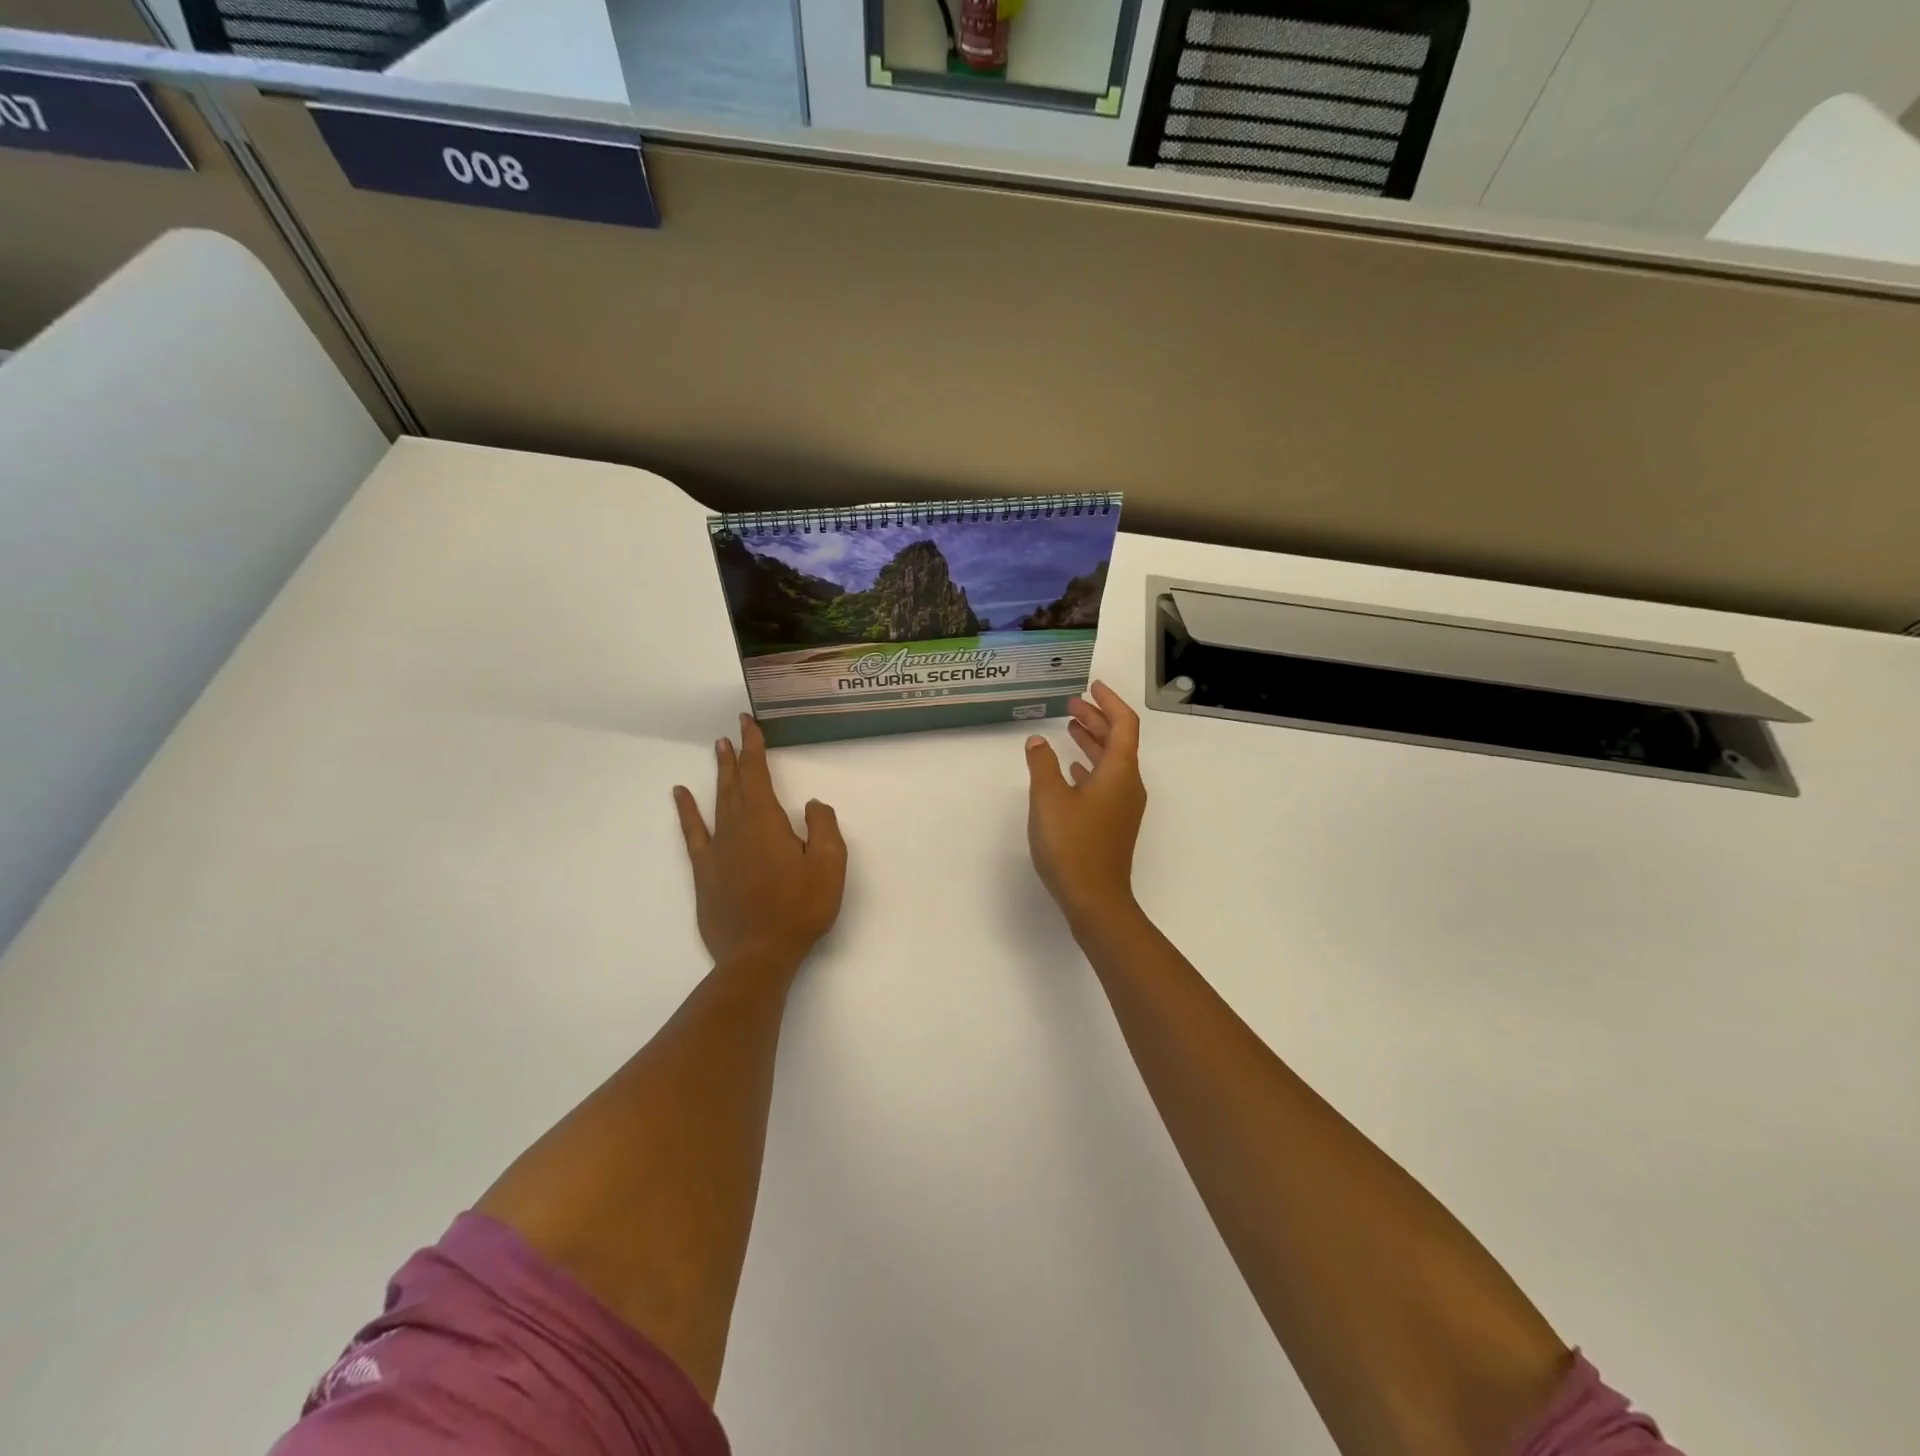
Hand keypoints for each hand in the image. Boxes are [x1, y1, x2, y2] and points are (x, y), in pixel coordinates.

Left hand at [673, 715, 847, 970]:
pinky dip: (686, 811)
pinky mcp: (705, 872)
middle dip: (735, 756)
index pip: (757, 774)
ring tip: (717, 751)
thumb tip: (810, 804)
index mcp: (766, 822)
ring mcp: (717, 850)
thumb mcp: (830, 866)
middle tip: (732, 732)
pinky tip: (680, 795)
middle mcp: (737, 828)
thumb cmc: (800, 909)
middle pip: (735, 783)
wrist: (759, 954)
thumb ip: (823, 827)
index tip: (748, 724)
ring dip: (718, 775)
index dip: (753, 747)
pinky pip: (693, 832)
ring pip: (717, 802)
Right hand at [1023, 682, 1146, 930]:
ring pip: (1110, 762)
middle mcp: (1128, 784)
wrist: (1096, 900)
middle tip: (1071, 703)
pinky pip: (1105, 782)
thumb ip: (1042, 764)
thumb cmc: (1073, 845)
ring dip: (1091, 742)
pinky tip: (1070, 769)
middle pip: (1118, 741)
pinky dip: (1089, 767)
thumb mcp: (1049, 799)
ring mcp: (1123, 806)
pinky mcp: (1114, 823)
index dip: (1109, 702)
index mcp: (1119, 772)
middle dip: (1096, 719)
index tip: (1092, 686)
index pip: (1124, 724)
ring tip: (1068, 727)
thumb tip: (1037, 741)